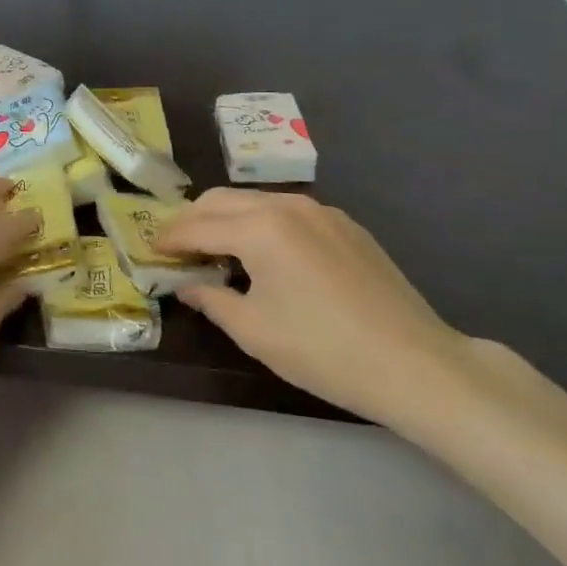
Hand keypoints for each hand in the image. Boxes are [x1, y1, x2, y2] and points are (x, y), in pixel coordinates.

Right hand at [157, 188, 469, 423]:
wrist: (415, 364)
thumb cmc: (323, 351)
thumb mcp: (253, 331)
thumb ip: (211, 300)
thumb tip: (187, 286)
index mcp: (260, 228)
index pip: (198, 226)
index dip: (169, 239)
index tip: (151, 250)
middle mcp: (287, 206)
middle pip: (223, 200)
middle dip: (193, 220)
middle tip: (177, 248)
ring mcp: (322, 212)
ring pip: (256, 201)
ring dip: (227, 219)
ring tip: (216, 251)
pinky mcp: (346, 225)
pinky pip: (288, 212)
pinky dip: (262, 224)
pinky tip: (265, 256)